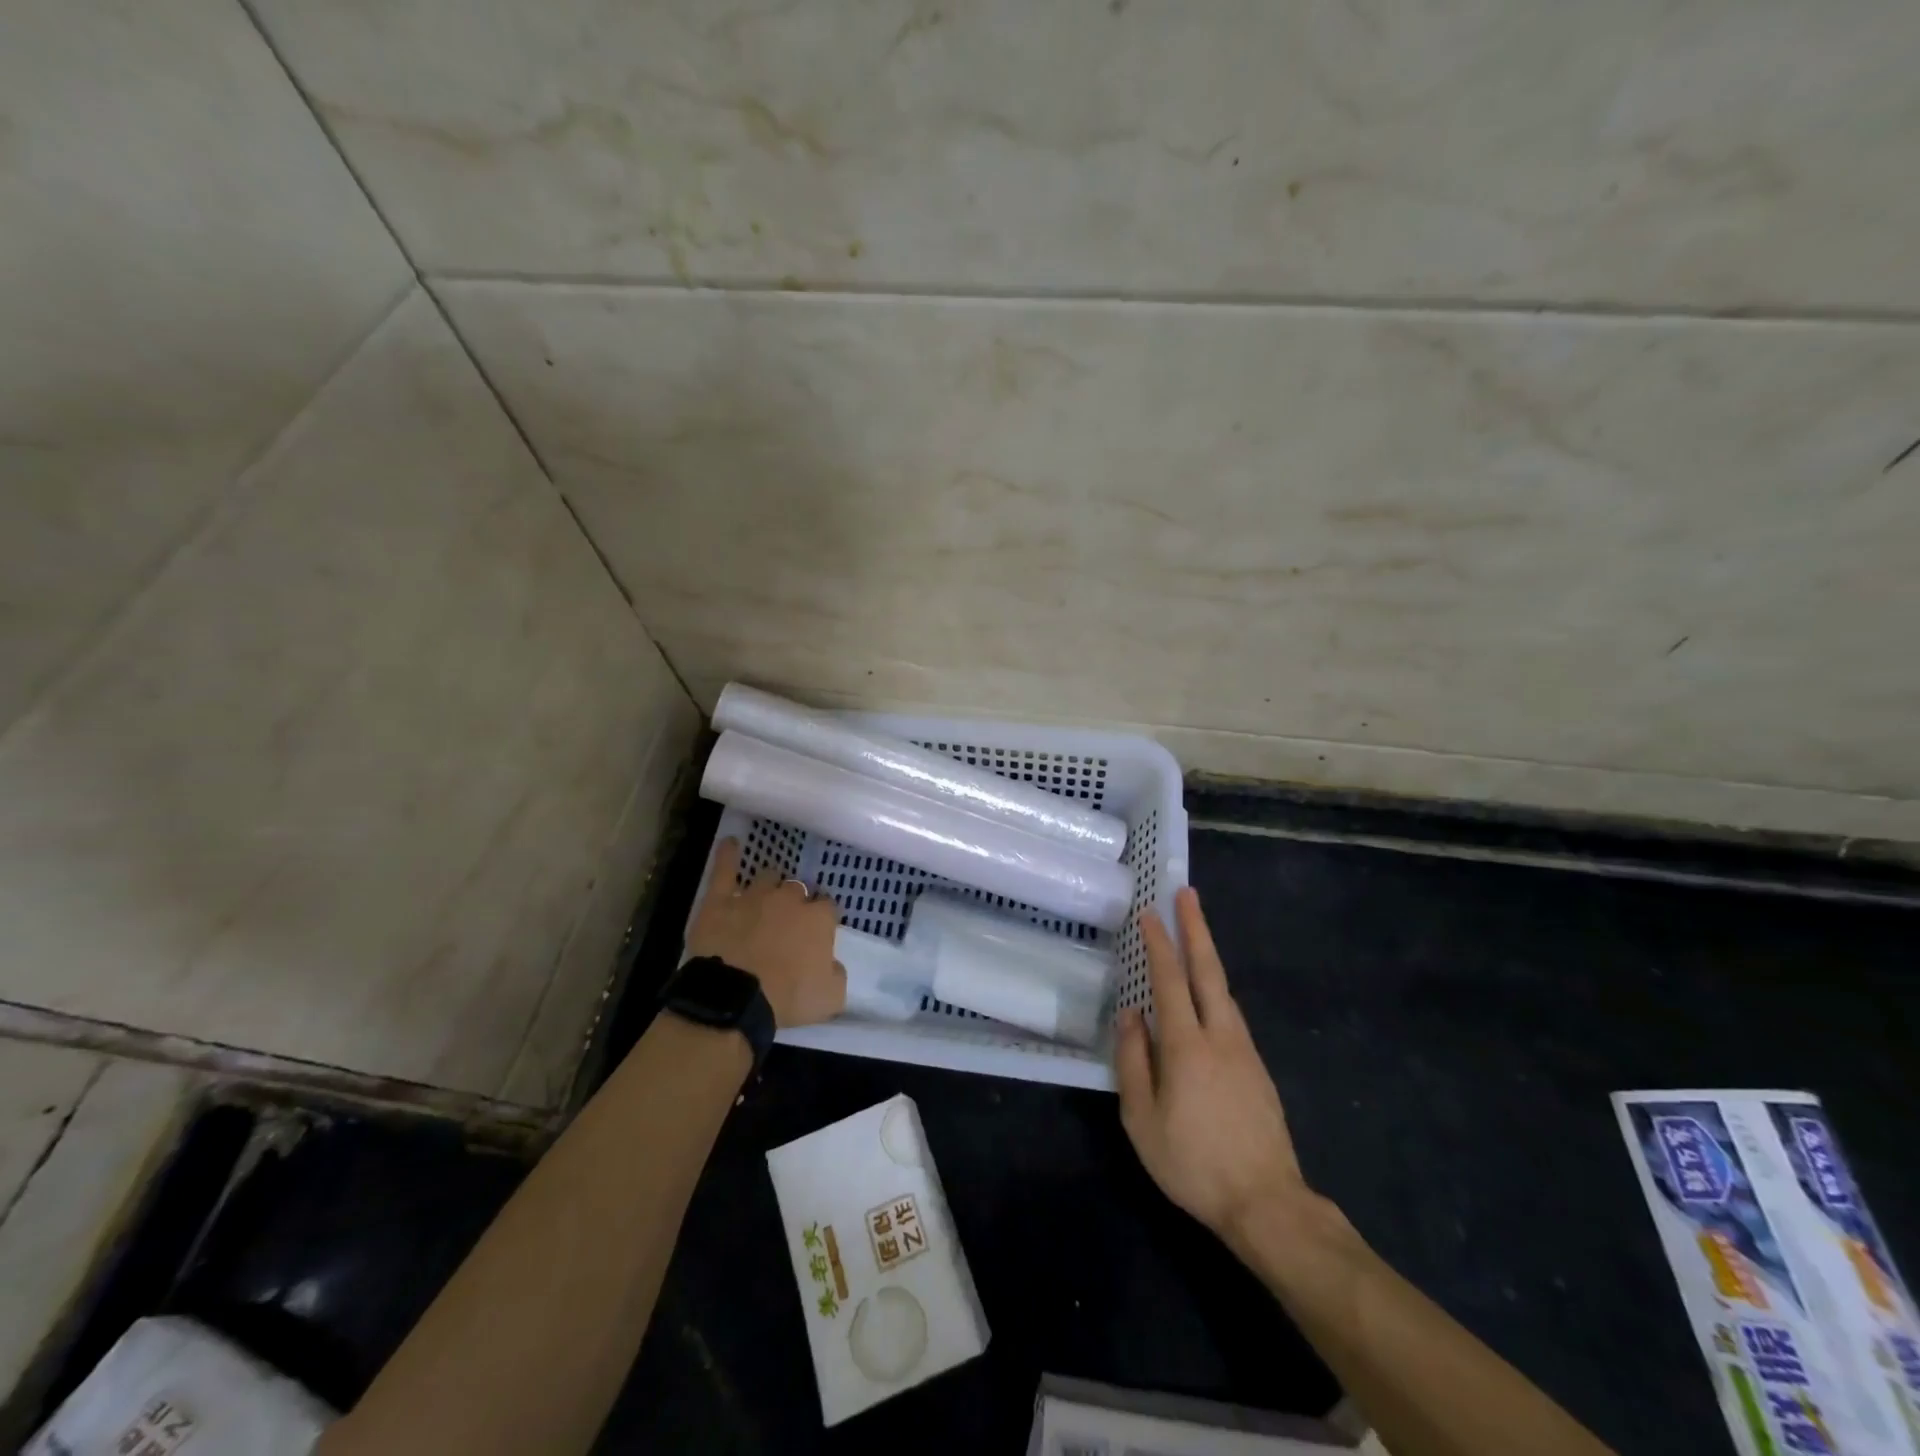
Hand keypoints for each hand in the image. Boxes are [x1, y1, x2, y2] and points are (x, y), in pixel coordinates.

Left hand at [686, 839, 845, 1028]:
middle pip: (797, 890)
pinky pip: (724, 870)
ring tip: (765, 896)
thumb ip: (837, 974)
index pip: (827, 907)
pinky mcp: (721, 900)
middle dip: (795, 902)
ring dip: (769, 885)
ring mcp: (754, 895)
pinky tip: (730, 843)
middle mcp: (790, 899)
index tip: (816, 933)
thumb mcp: (831, 997)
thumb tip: (833, 964)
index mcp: (818, 919)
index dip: (821, 919)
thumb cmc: (787, 998)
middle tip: (788, 922)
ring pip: (767, 877)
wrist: (736, 997)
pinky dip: (727, 855)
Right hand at [1116, 887, 1310, 1243]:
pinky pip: (1232, 1014)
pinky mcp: (1258, 1068)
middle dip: (1196, 928)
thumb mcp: (1142, 1120)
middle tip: (1187, 893)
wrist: (1267, 1203)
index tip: (1149, 912)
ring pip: (1224, 990)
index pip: (1169, 981)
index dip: (1159, 944)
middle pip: (1208, 970)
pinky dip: (1217, 988)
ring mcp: (1245, 1050)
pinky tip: (1209, 995)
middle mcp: (1220, 1036)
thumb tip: (1129, 1014)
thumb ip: (1132, 1061)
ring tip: (1195, 933)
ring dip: (1209, 955)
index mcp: (1187, 1047)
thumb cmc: (1193, 1163)